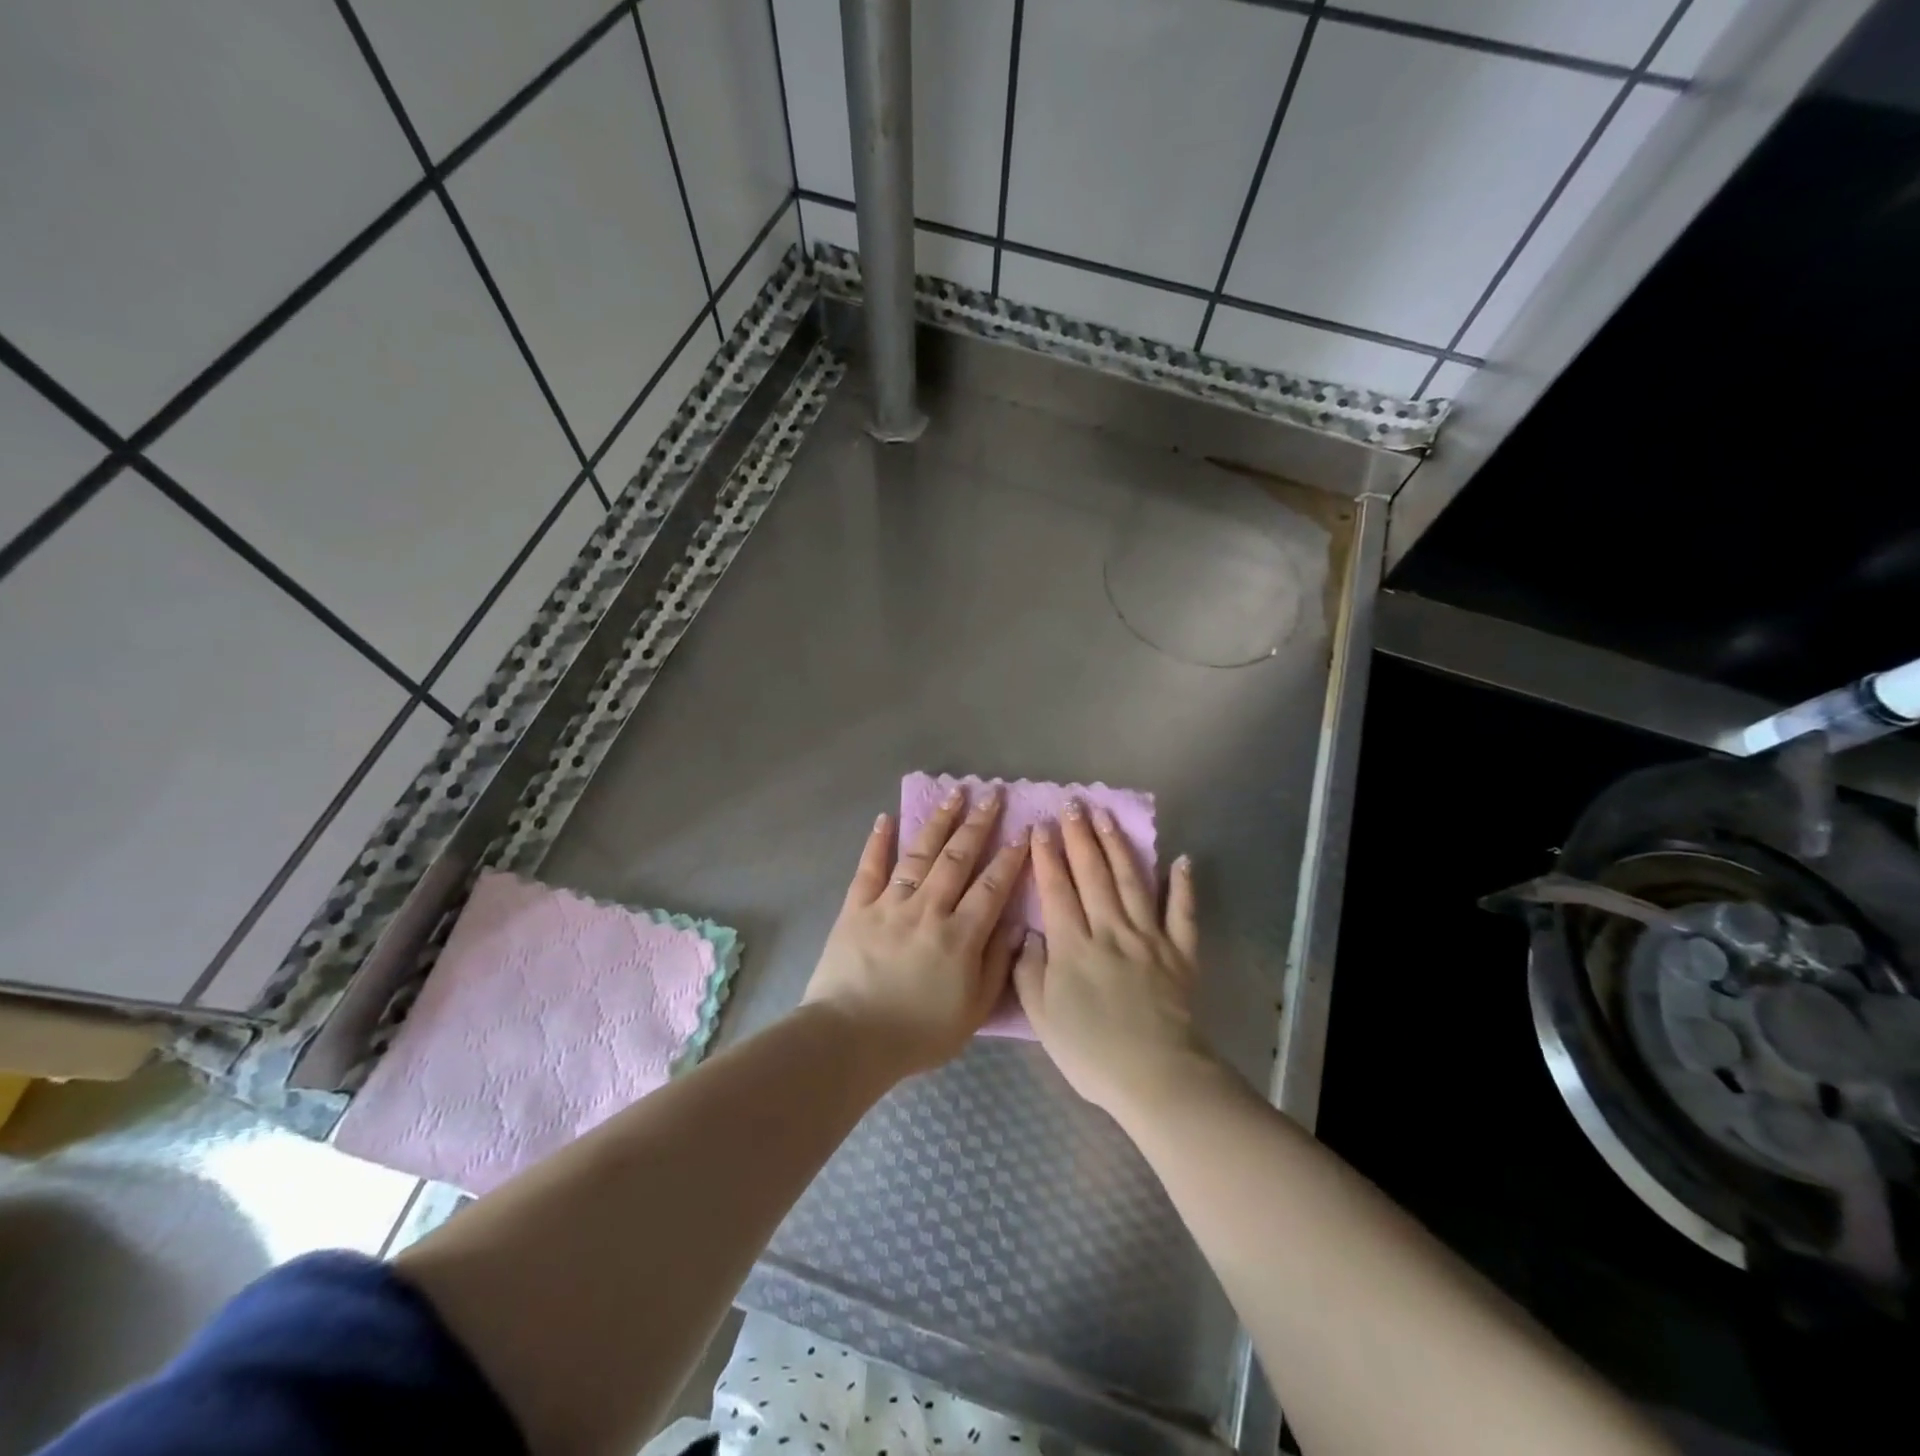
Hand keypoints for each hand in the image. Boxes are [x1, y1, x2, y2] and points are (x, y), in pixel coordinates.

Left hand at [803, 785, 1028, 1077]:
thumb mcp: (973, 1011)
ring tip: (953, 793)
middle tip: (992, 793)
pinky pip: (869, 868)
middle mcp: (928, 909)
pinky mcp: (856, 908)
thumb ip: (997, 965)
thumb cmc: (918, 1033)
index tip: (1025, 829)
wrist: (850, 1039)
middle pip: (958, 858)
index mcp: (960, 936)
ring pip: (919, 854)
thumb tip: (1016, 925)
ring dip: (938, 821)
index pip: (992, 886)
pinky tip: (887, 818)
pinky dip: (877, 841)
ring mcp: (890, 904)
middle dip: (978, 824)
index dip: (1011, 856)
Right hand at [1012, 801, 1211, 1118]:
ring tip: (1107, 816)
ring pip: (1131, 882)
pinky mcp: (1180, 953)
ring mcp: (1149, 938)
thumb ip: (1029, 971)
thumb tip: (1029, 934)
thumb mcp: (1042, 1017)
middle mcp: (1110, 930)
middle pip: (1093, 874)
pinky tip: (1181, 860)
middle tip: (1073, 804)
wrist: (1156, 1076)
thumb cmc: (1091, 1052)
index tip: (1040, 825)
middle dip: (1080, 836)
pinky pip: (1183, 913)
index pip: (1057, 889)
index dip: (1047, 856)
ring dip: (1118, 846)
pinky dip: (1184, 886)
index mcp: (1073, 945)